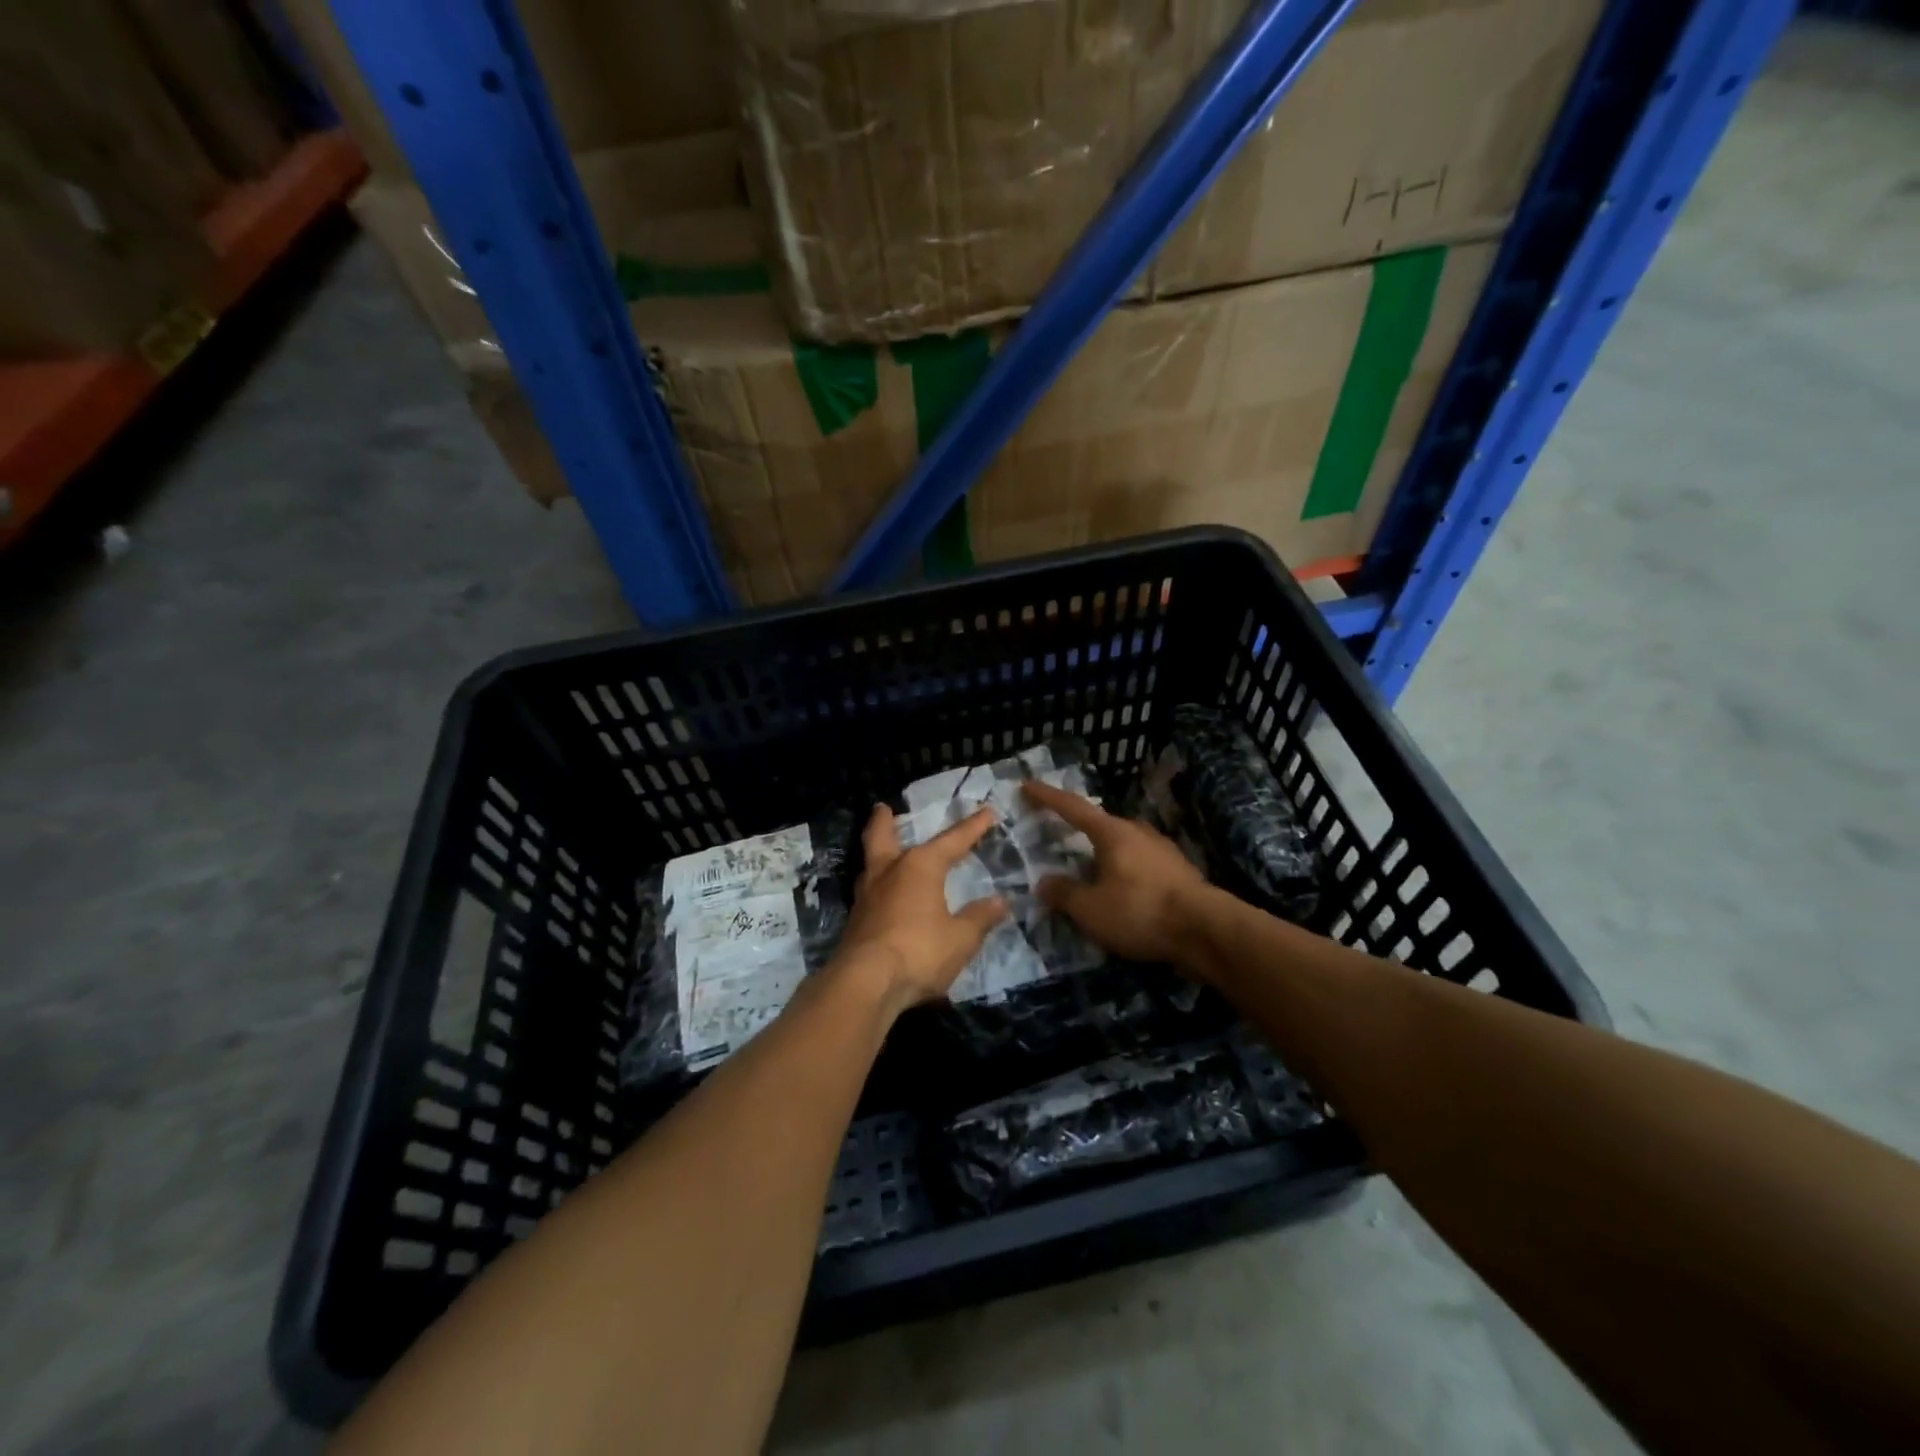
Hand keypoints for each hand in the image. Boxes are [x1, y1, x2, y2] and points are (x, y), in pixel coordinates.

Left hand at [832, 804, 1007, 1017]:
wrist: (865, 983)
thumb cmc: (919, 952)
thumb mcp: (961, 938)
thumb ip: (980, 918)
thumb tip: (1000, 902)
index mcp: (920, 867)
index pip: (953, 840)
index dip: (972, 827)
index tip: (987, 812)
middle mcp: (889, 872)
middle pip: (882, 836)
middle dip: (884, 821)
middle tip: (883, 807)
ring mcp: (866, 896)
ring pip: (870, 863)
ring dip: (876, 851)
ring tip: (883, 850)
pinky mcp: (855, 921)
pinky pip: (868, 891)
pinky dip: (876, 885)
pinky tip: (883, 896)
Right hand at [1022, 780, 1210, 968]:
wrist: (1206, 931)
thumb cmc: (1140, 912)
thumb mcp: (1091, 909)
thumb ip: (1064, 894)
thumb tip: (1044, 882)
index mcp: (1113, 833)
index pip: (1073, 808)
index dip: (1048, 797)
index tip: (1027, 786)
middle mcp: (1138, 832)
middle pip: (1101, 825)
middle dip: (1080, 831)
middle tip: (1060, 839)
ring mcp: (1163, 850)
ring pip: (1124, 846)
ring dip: (1104, 855)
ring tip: (1090, 872)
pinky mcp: (1179, 872)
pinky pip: (1141, 865)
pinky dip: (1124, 872)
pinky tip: (1122, 892)